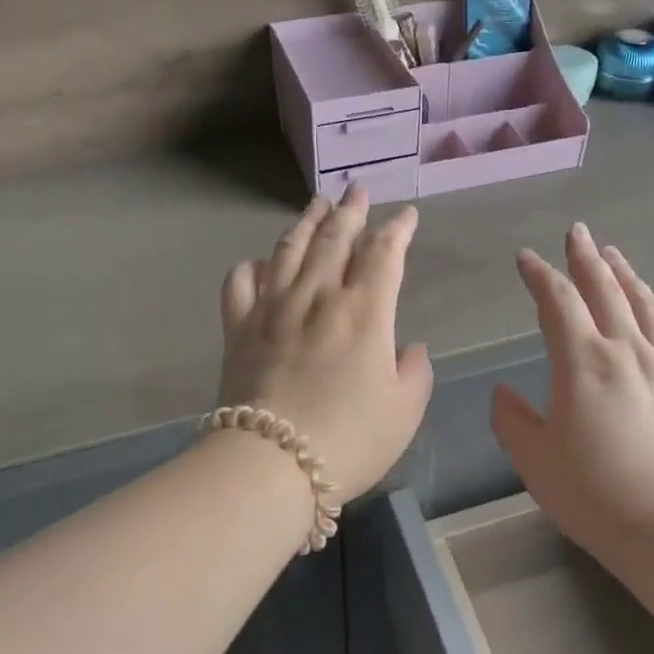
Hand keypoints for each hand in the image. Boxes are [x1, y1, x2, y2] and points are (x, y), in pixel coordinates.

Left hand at [218, 187, 433, 505]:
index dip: (398, 229)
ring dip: (307, 222)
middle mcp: (318, 296)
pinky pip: (241, 283)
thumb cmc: (349, 439)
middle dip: (351, 210)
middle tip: (357, 189)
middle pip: (335, 238)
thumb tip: (408, 348)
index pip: (385, 254)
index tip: (406, 215)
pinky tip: (259, 263)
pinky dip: (251, 267)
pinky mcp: (238, 327)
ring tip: (317, 204)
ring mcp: (273, 307)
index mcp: (365, 311)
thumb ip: (415, 372)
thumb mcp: (404, 411)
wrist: (271, 463)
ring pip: (290, 249)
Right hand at [492, 223, 653, 553]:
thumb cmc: (591, 492)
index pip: (557, 301)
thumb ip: (512, 419)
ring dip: (626, 275)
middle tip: (577, 232)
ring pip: (645, 306)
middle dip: (586, 258)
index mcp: (581, 360)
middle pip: (604, 290)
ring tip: (613, 254)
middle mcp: (625, 350)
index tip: (525, 258)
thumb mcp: (533, 458)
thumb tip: (503, 393)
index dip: (539, 274)